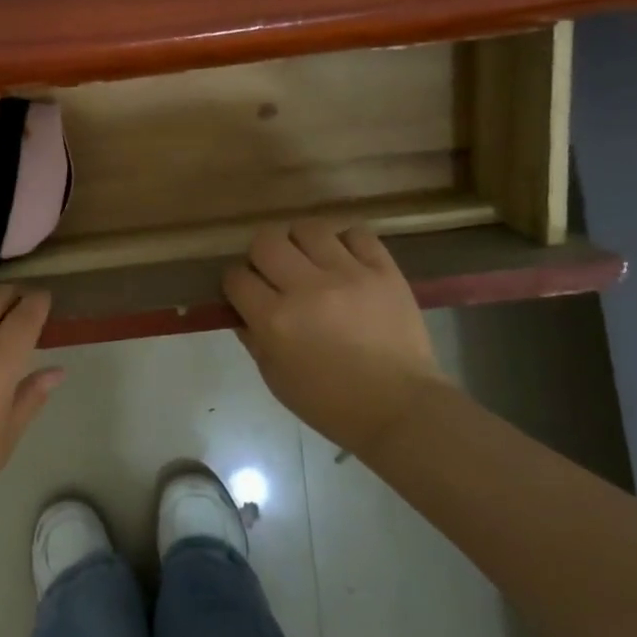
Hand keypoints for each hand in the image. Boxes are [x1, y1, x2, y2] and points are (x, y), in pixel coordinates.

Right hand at [224, 219, 445, 450]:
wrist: (400, 408)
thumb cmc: (329, 402)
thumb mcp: (275, 377)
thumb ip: (252, 337)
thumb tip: (241, 309)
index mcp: (275, 319)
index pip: (236, 277)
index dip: (235, 283)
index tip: (245, 292)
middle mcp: (307, 288)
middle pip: (266, 241)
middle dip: (261, 255)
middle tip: (274, 272)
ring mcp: (349, 275)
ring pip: (309, 228)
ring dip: (300, 242)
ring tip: (309, 260)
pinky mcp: (384, 270)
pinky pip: (357, 233)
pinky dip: (344, 242)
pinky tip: (344, 260)